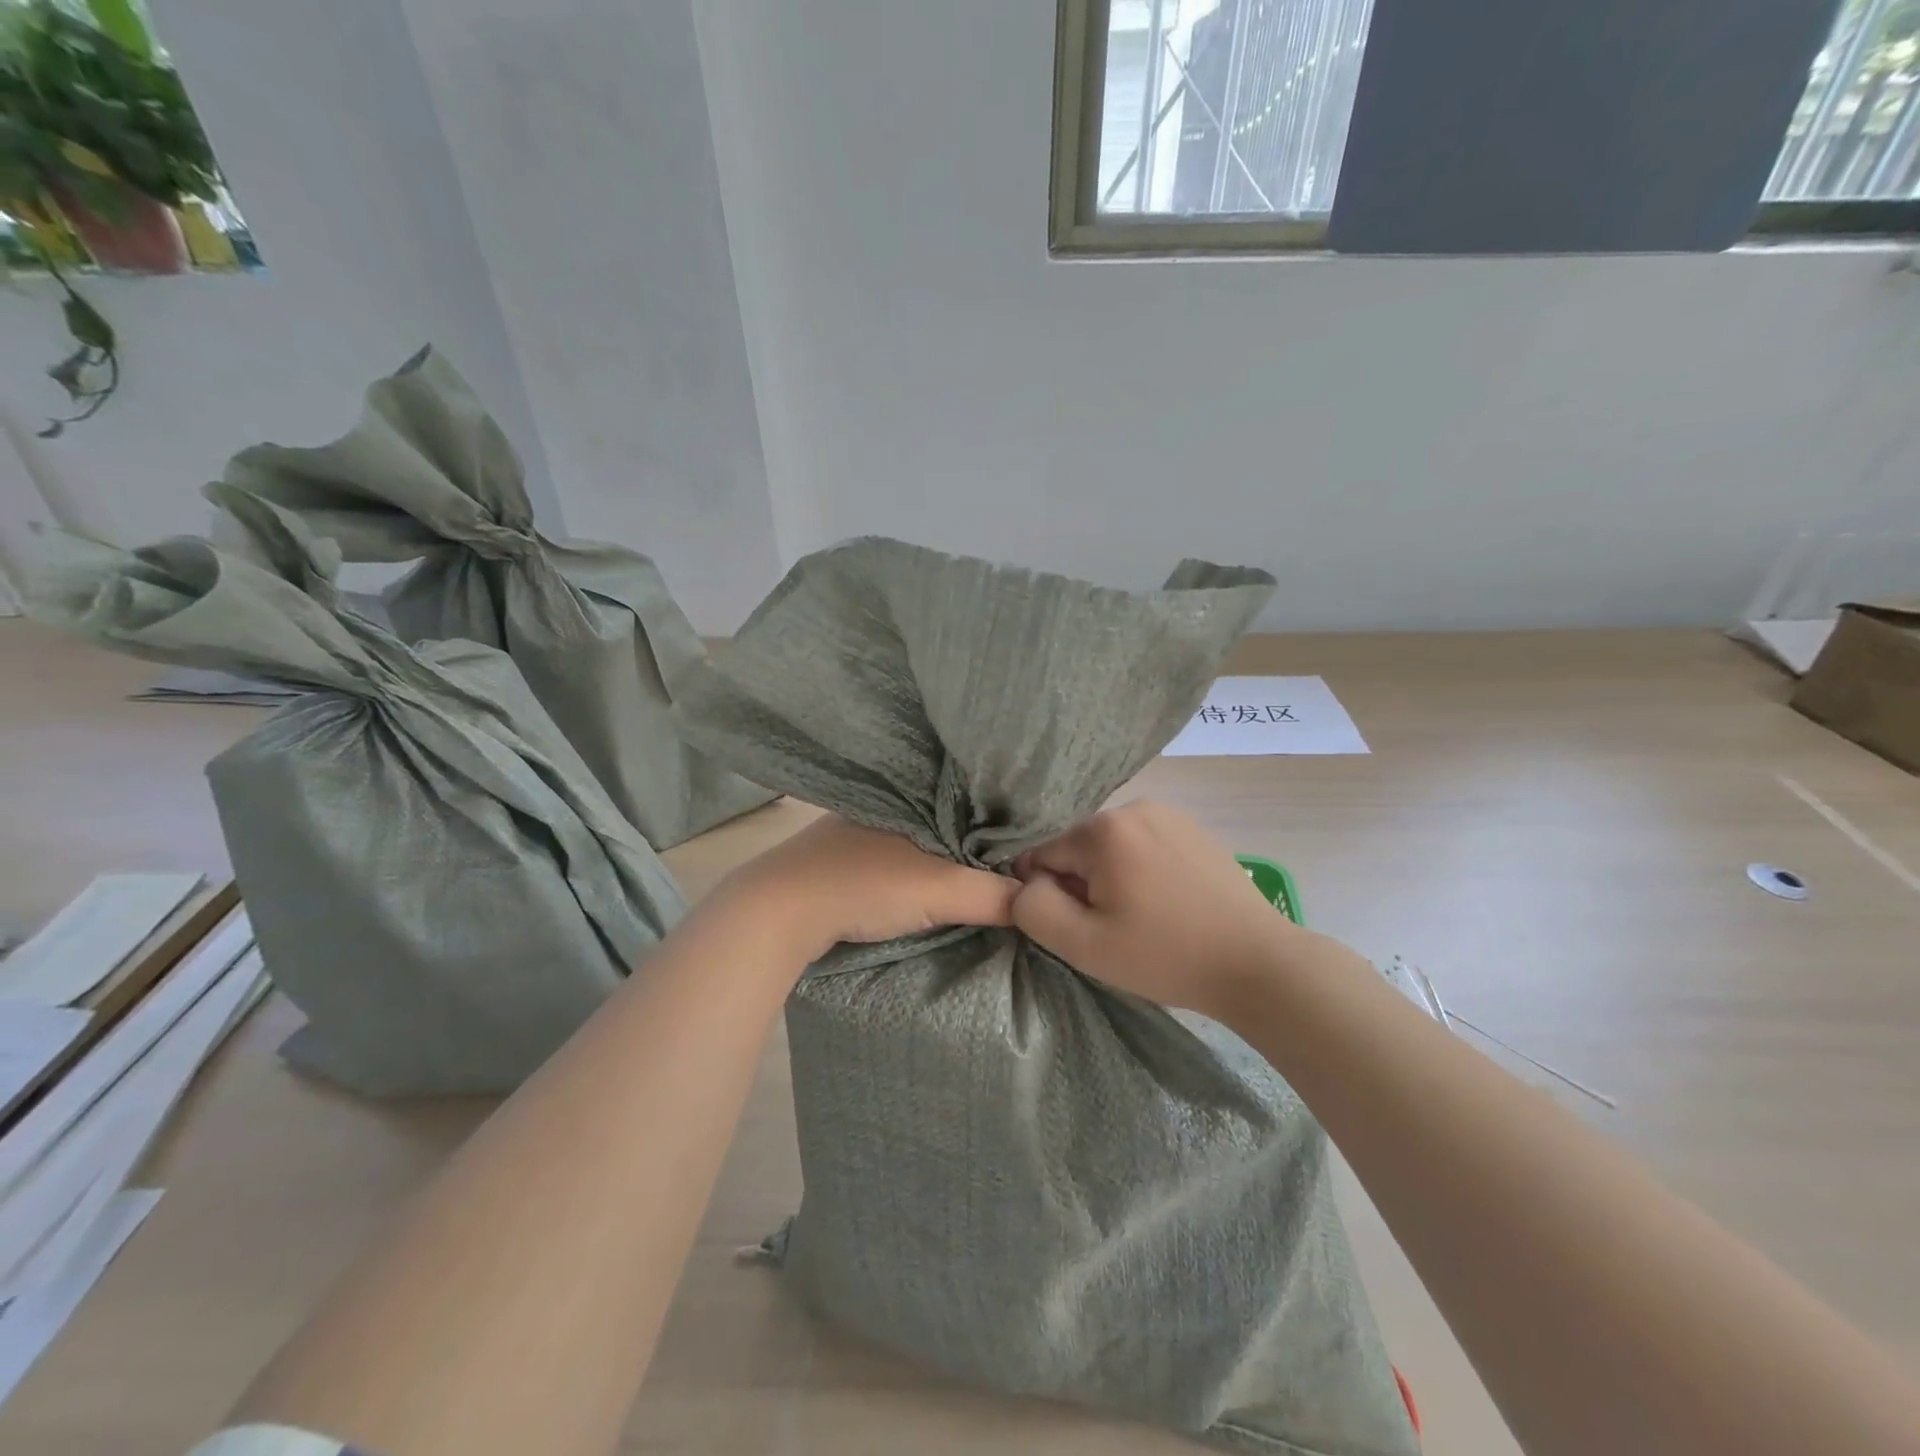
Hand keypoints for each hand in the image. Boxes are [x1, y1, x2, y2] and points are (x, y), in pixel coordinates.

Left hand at [719, 814, 1017, 959]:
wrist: (780, 910)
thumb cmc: (865, 884)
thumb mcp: (941, 889)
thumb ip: (995, 895)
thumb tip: (1040, 904)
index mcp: (914, 789)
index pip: (975, 796)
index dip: (1006, 819)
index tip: (1037, 844)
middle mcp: (891, 797)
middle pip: (952, 817)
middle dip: (981, 838)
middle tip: (1019, 863)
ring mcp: (864, 824)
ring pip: (926, 836)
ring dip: (949, 854)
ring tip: (988, 874)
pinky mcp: (847, 852)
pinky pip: (902, 852)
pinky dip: (922, 866)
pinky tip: (936, 881)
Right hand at [1012, 801, 1309, 1018]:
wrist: (1258, 964)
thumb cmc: (1165, 956)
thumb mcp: (1083, 945)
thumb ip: (1033, 909)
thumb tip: (1026, 883)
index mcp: (1104, 829)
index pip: (1042, 855)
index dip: (1049, 895)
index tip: (1081, 928)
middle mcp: (1135, 807)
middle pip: (1079, 849)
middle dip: (1083, 885)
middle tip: (1115, 929)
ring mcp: (1170, 814)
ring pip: (1112, 848)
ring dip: (1112, 878)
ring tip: (1144, 918)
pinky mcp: (1195, 829)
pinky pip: (1146, 846)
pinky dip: (1143, 871)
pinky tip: (1168, 905)